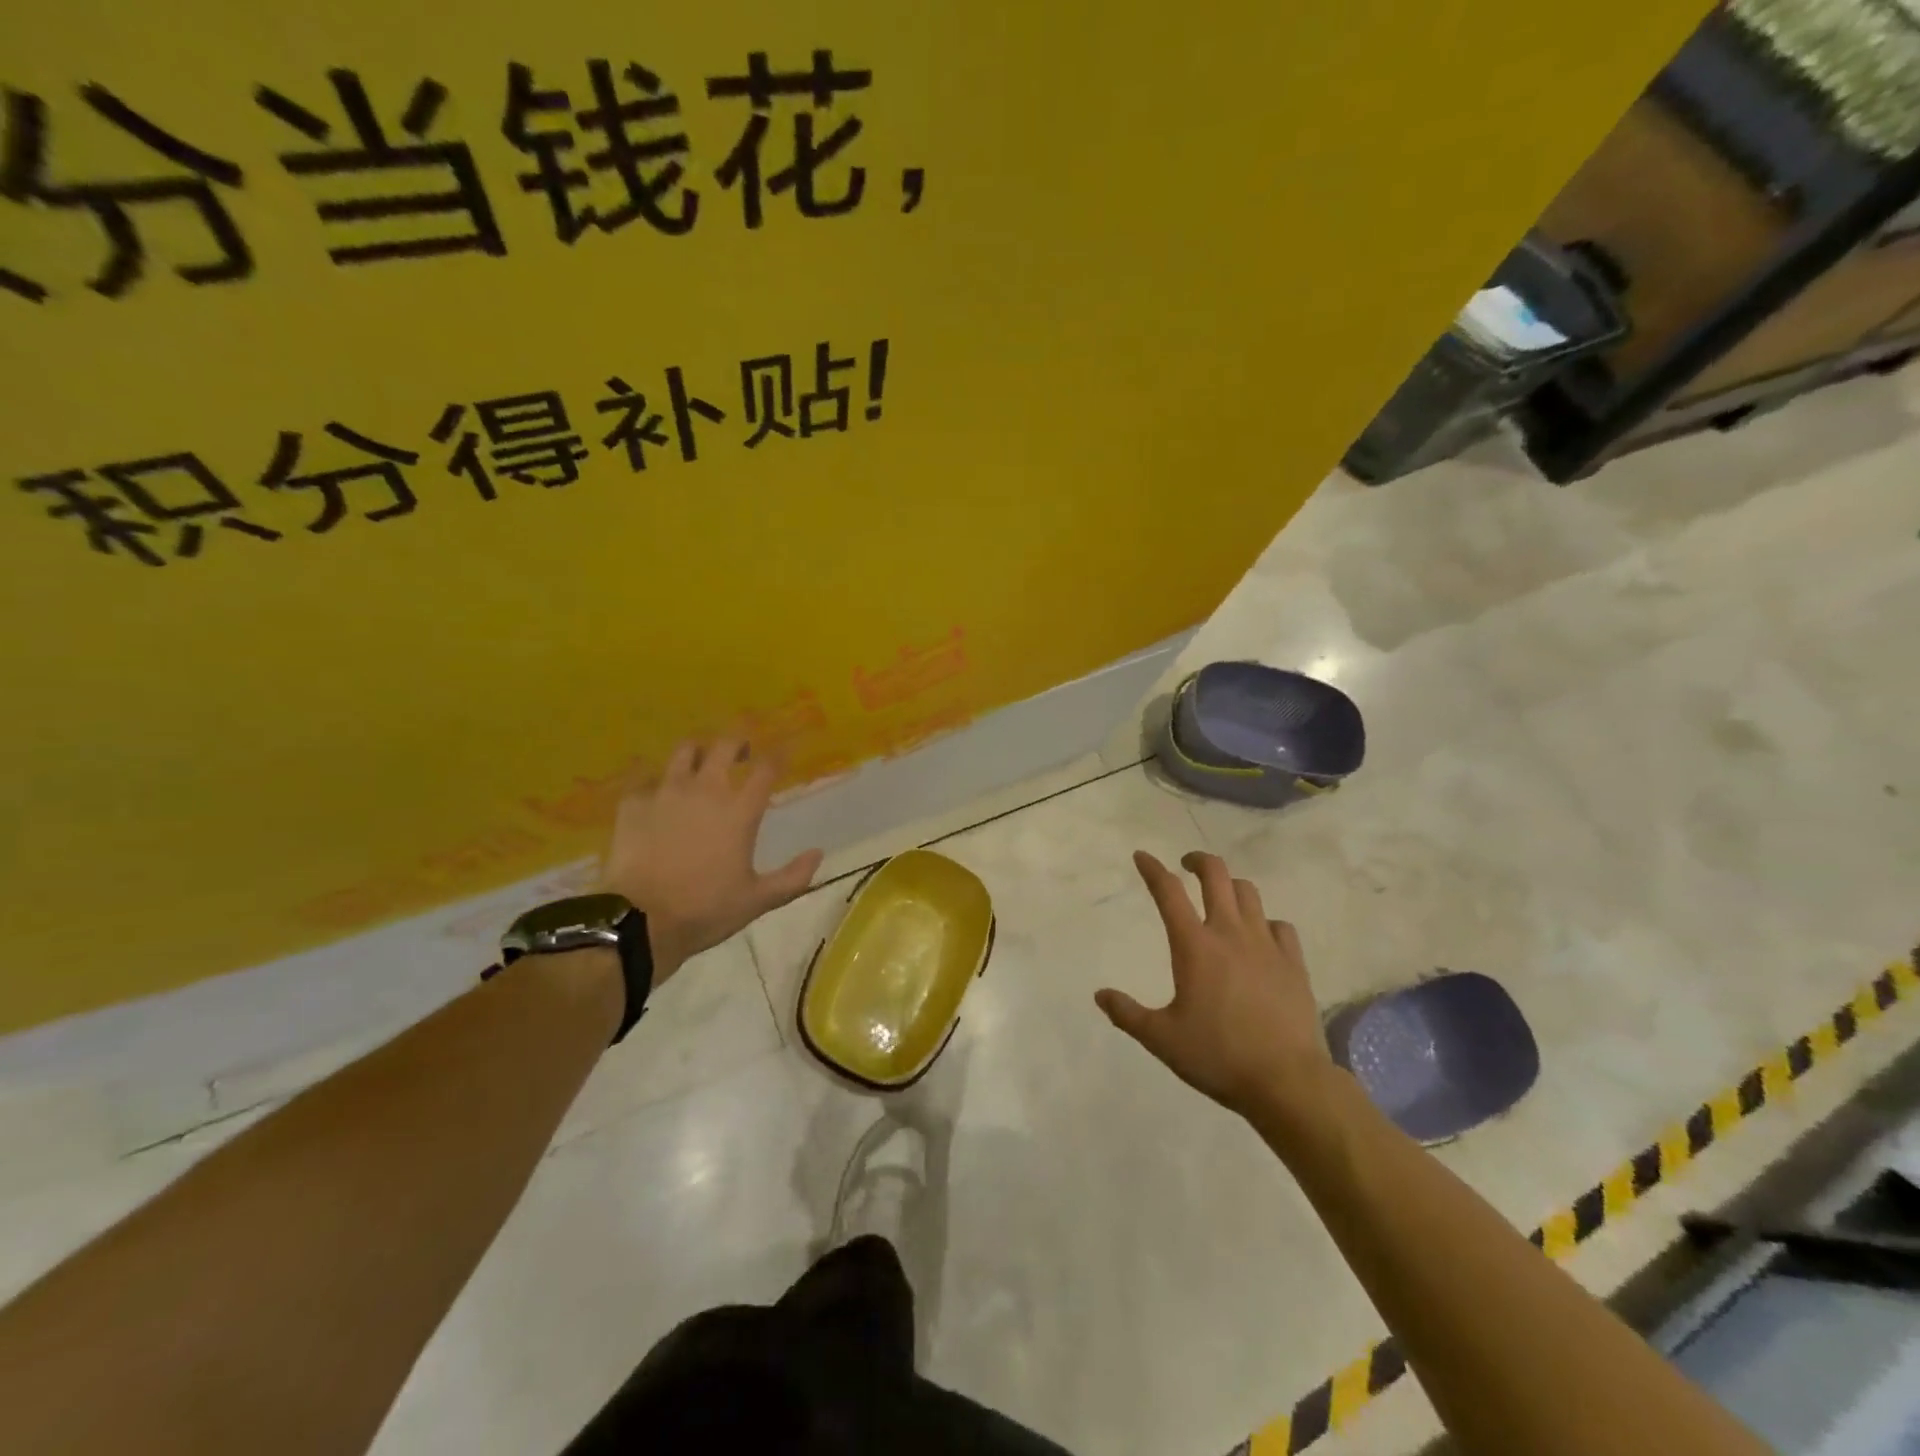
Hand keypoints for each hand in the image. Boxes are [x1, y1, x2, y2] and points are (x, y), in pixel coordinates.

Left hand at [601, 737, 822, 983]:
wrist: (640, 922)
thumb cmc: (706, 910)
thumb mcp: (758, 900)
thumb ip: (793, 877)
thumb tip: (818, 853)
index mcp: (740, 811)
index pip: (766, 769)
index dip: (778, 756)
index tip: (783, 752)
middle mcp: (706, 790)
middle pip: (725, 746)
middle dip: (738, 741)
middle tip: (742, 750)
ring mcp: (666, 792)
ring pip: (684, 751)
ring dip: (698, 751)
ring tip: (700, 761)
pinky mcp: (633, 804)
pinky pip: (645, 779)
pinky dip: (655, 781)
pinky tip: (656, 793)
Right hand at [1096, 850, 1334, 1118]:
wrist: (1287, 1081)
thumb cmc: (1218, 1056)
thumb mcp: (1161, 1039)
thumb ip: (1127, 1014)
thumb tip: (1100, 995)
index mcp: (1194, 946)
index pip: (1168, 892)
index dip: (1152, 869)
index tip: (1141, 857)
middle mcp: (1230, 933)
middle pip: (1216, 875)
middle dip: (1198, 861)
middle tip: (1186, 866)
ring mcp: (1266, 945)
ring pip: (1248, 893)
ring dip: (1230, 887)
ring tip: (1221, 898)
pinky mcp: (1294, 963)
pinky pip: (1280, 925)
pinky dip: (1264, 922)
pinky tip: (1260, 936)